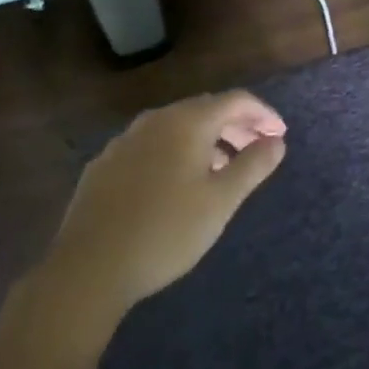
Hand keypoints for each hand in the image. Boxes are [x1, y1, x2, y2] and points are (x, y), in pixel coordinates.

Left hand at [48, 90, 287, 314]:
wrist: (88, 268)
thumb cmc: (166, 231)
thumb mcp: (221, 202)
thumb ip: (253, 166)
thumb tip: (276, 141)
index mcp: (187, 122)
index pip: (235, 100)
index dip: (263, 113)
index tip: (280, 135)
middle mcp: (155, 120)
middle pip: (205, 109)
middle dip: (236, 124)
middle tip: (257, 149)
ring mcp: (124, 141)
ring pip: (176, 127)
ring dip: (206, 139)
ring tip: (222, 168)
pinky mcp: (104, 165)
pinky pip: (151, 146)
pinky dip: (175, 152)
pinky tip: (177, 184)